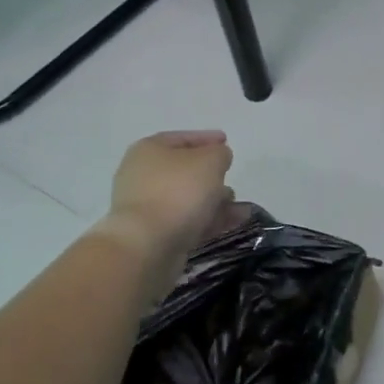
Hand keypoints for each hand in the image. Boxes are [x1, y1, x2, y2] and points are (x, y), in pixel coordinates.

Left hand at [101, 130, 234, 259]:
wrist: (147, 245)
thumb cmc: (178, 191)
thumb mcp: (210, 160)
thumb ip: (220, 153)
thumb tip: (218, 158)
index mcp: (149, 150)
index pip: (181, 139)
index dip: (206, 138)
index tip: (226, 142)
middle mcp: (143, 176)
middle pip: (184, 171)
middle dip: (211, 175)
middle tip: (230, 177)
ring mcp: (147, 207)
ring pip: (188, 199)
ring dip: (215, 200)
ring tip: (240, 207)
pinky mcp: (155, 234)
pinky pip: (188, 221)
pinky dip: (210, 219)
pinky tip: (236, 221)